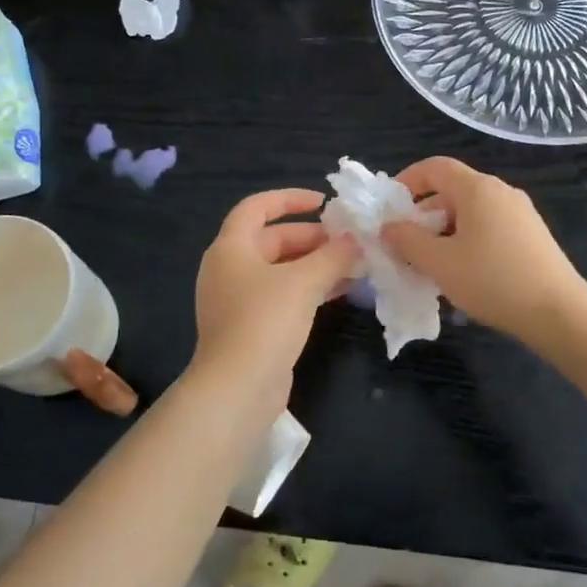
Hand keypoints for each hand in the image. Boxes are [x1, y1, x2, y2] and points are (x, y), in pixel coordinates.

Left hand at [192, 189, 360, 410]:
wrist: (238, 387)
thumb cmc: (264, 321)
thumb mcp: (303, 281)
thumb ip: (333, 255)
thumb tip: (356, 240)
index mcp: (231, 247)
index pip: (257, 207)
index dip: (290, 199)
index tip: (324, 203)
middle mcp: (230, 268)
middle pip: (273, 240)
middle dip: (312, 237)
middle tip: (349, 241)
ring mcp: (239, 299)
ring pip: (282, 270)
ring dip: (316, 264)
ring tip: (355, 264)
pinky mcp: (252, 326)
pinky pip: (284, 295)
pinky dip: (310, 288)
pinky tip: (343, 290)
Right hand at [381, 157, 586, 343]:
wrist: (558, 312)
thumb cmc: (492, 280)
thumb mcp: (439, 262)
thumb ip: (407, 240)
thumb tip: (388, 226)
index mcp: (478, 189)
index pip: (435, 167)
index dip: (407, 180)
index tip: (389, 207)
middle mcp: (501, 192)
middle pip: (452, 190)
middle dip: (423, 214)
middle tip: (405, 244)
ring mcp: (521, 213)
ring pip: (471, 212)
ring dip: (444, 231)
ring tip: (431, 264)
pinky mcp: (532, 235)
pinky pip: (489, 227)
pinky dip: (467, 240)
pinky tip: (463, 272)